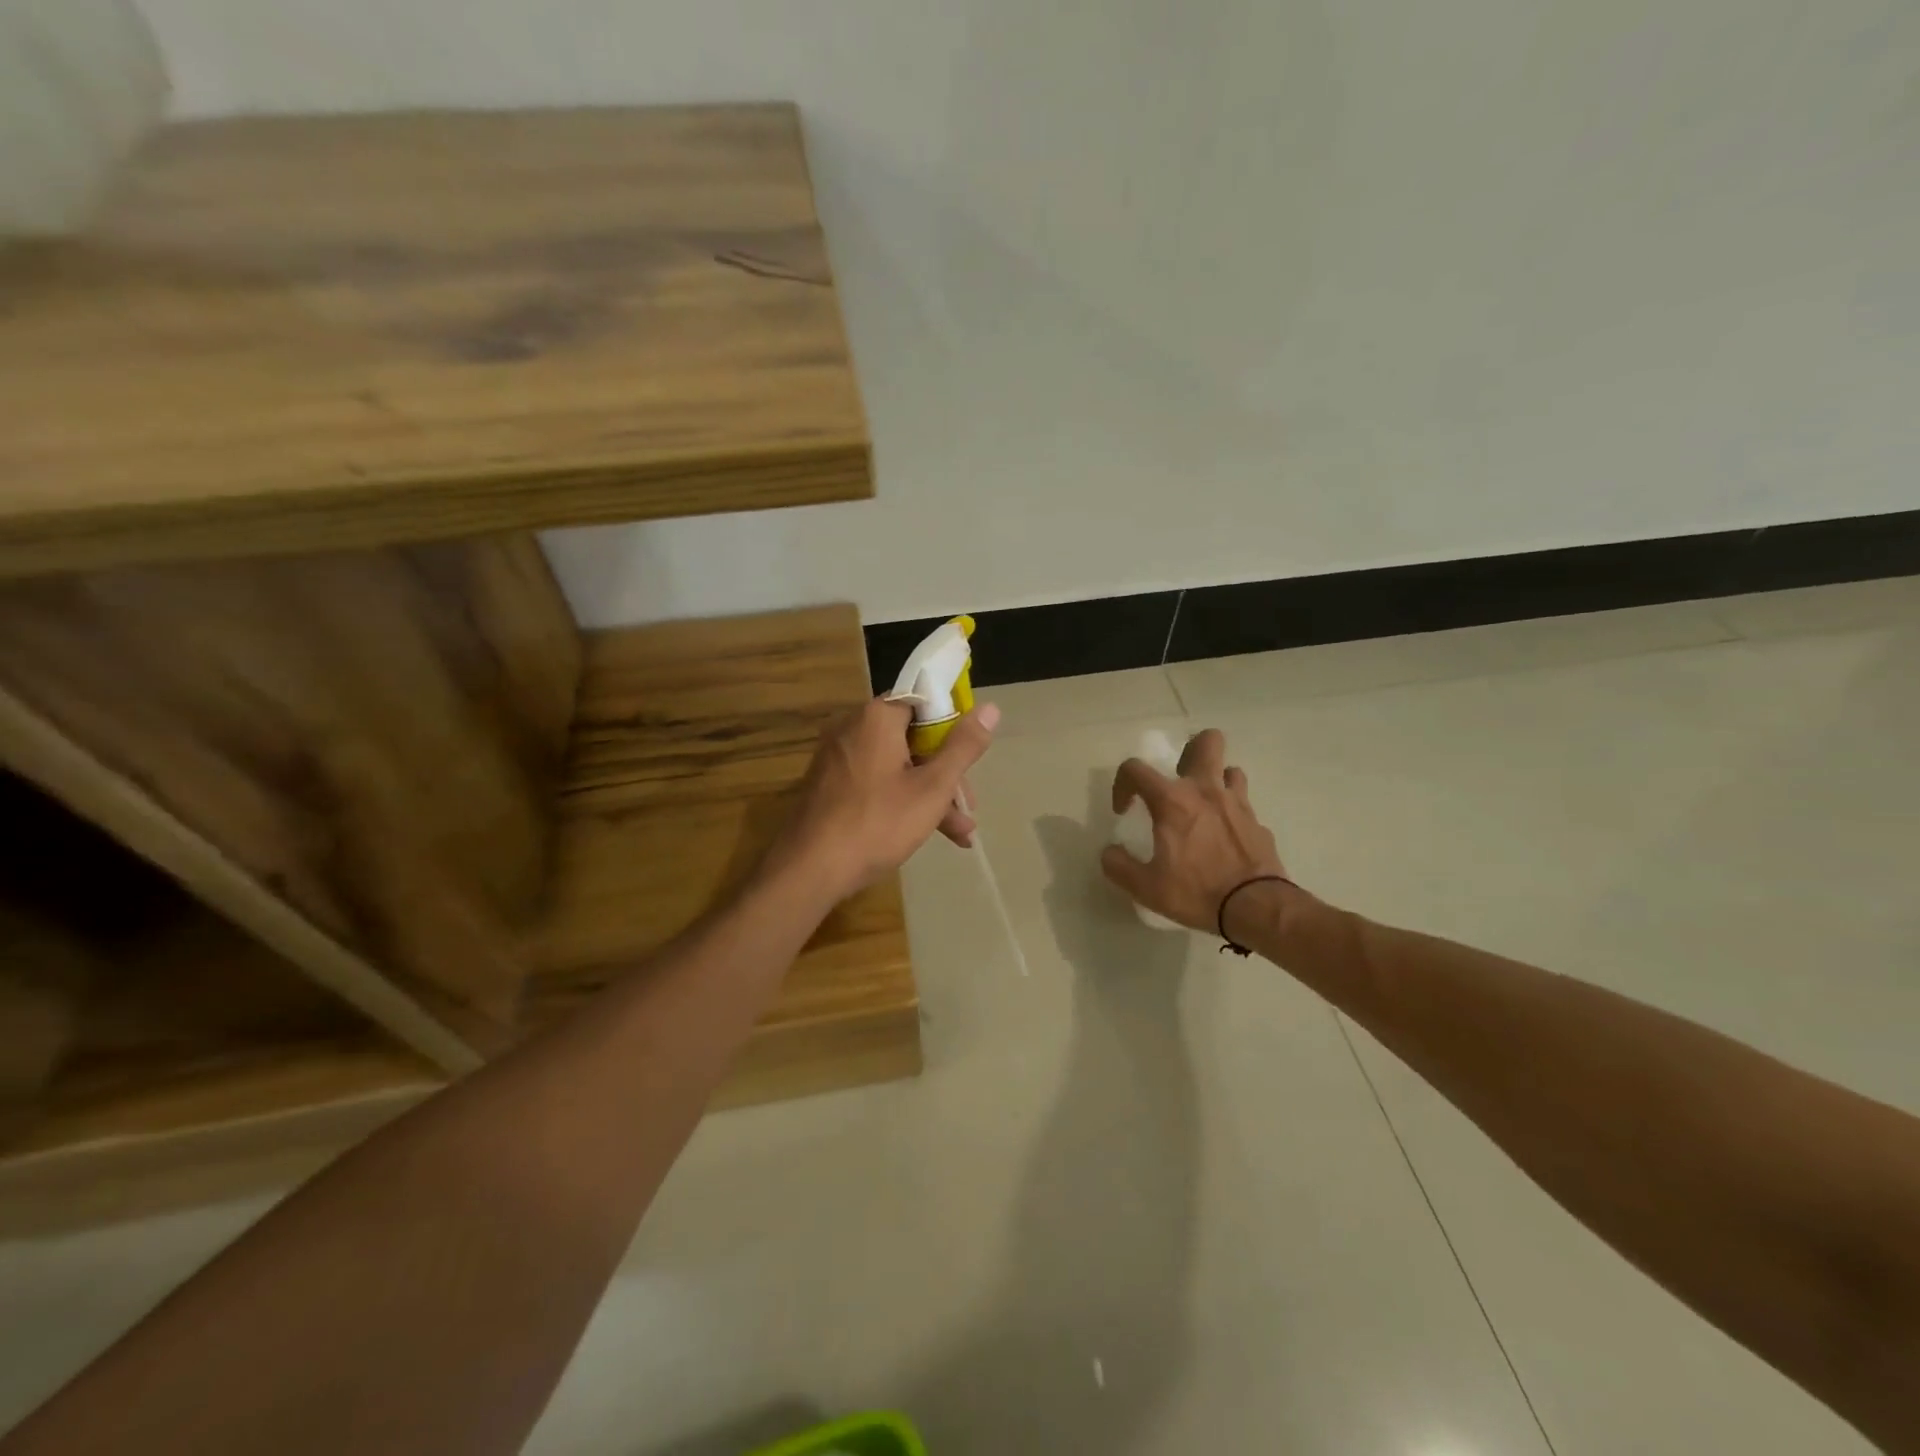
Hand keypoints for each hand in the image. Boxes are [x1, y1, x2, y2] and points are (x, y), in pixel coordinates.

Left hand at [766, 697, 999, 901]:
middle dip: (946, 774)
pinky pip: (876, 781)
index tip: (970, 758)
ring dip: (930, 795)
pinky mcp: (830, 784)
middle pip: (913, 738)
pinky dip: (902, 800)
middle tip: (968, 806)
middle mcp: (853, 728)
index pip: (924, 702)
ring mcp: (839, 757)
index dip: (953, 728)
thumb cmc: (877, 823)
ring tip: (960, 833)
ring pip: (897, 765)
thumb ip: (963, 747)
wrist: (809, 869)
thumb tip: (991, 708)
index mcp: (877, 717)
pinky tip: (927, 834)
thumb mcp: (932, 788)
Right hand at [1099, 728, 1286, 931]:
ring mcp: (1237, 804)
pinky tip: (1225, 837)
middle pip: (1206, 742)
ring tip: (1204, 806)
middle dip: (1190, 750)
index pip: (1136, 768)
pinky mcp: (1258, 822)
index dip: (1122, 784)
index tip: (1125, 810)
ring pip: (1230, 769)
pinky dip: (1232, 813)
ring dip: (1215, 781)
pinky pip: (1243, 804)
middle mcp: (1206, 791)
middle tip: (1178, 779)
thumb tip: (1110, 852)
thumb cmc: (1196, 892)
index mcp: (1172, 801)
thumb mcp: (1145, 887)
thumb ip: (1118, 865)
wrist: (1256, 908)